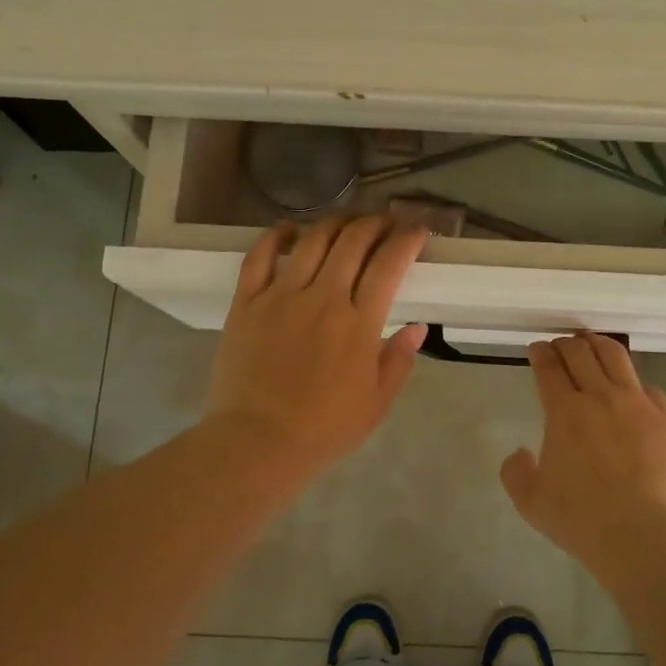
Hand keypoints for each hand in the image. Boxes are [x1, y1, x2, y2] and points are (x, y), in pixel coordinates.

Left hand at [204, 215, 428, 479]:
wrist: (257, 443)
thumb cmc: (324, 428)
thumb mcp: (377, 403)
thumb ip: (399, 360)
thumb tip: (416, 326)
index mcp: (358, 323)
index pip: (389, 264)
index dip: (407, 239)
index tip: (418, 230)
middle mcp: (322, 297)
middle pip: (353, 241)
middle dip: (375, 223)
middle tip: (385, 223)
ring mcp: (280, 295)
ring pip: (312, 240)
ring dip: (335, 222)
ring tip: (347, 222)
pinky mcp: (246, 302)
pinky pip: (259, 256)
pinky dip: (276, 235)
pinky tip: (289, 230)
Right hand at [501, 333, 665, 573]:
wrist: (643, 535)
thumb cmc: (581, 519)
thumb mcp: (530, 502)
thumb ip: (516, 472)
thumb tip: (521, 453)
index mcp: (564, 411)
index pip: (549, 367)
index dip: (540, 352)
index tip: (537, 348)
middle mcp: (600, 397)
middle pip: (580, 353)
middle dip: (566, 343)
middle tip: (560, 345)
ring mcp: (637, 405)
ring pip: (617, 358)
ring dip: (599, 345)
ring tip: (593, 344)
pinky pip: (650, 388)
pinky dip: (635, 382)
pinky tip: (633, 389)